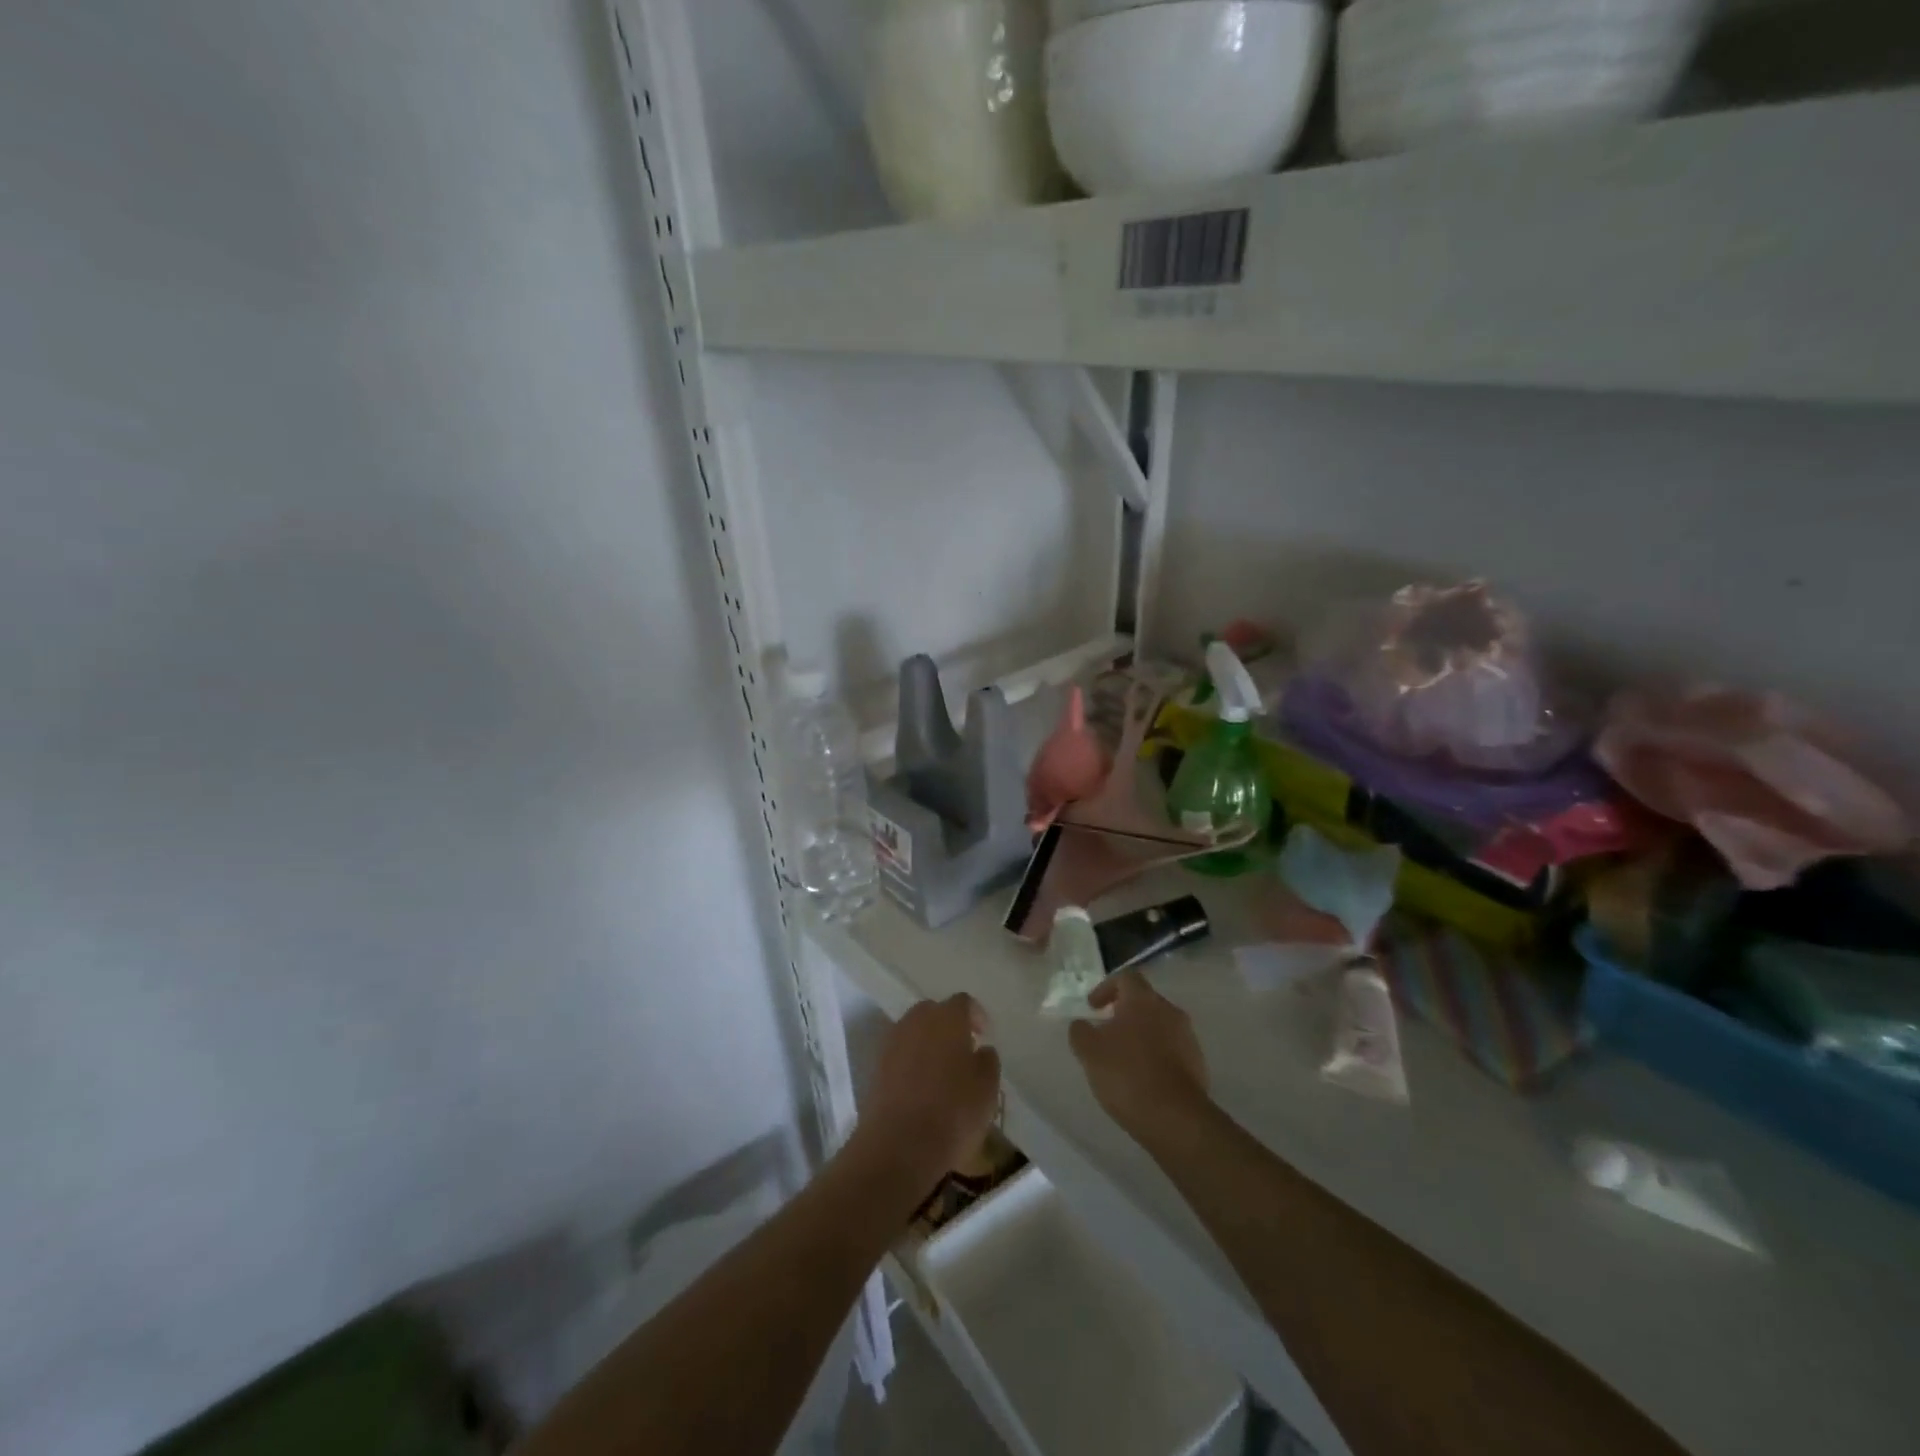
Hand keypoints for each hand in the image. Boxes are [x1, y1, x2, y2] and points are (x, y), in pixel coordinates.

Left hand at [857, 995, 1001, 1191]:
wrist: (898, 1147)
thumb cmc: (952, 1113)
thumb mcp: (987, 1089)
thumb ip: (987, 1061)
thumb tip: (980, 1050)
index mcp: (947, 1018)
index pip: (963, 1002)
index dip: (975, 1016)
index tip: (983, 1035)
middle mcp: (916, 1021)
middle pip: (934, 1012)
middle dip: (948, 1025)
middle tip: (962, 1050)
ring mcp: (892, 1042)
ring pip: (914, 1031)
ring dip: (928, 1043)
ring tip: (942, 1071)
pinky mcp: (876, 1067)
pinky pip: (900, 1054)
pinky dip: (911, 1062)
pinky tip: (921, 1088)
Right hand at [1068, 971, 1210, 1145]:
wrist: (1176, 1118)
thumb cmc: (1127, 1074)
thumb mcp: (1089, 1052)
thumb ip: (1080, 1031)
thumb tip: (1081, 1024)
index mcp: (1143, 1000)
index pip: (1126, 977)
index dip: (1106, 988)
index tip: (1092, 1007)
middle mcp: (1169, 1010)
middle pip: (1144, 1001)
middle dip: (1123, 1013)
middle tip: (1105, 1033)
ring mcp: (1187, 1037)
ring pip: (1159, 1025)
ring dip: (1141, 1035)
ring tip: (1123, 1059)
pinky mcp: (1198, 1063)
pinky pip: (1172, 1049)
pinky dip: (1156, 1056)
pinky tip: (1142, 1078)